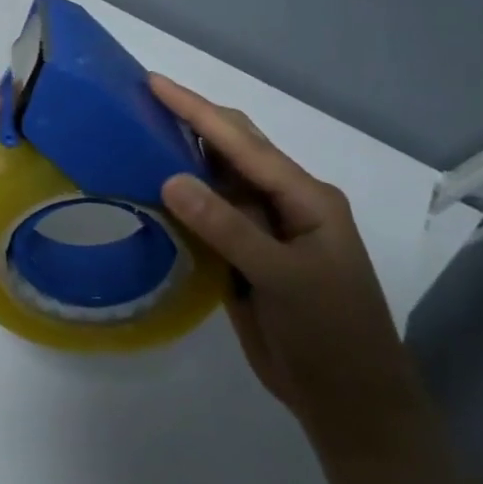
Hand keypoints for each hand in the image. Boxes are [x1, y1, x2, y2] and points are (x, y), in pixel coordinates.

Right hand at [149, 74, 430, 461]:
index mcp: (305, 197)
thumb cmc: (330, 333)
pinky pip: (205, 214)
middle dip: (190, 119)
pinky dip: (177, 196)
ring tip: (136, 130)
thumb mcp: (283, 277)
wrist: (346, 400)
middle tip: (139, 98)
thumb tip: (170, 178)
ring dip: (180, 154)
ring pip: (214, 180)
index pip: (242, 143)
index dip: (196, 111)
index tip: (153, 83)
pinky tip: (149, 186)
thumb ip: (228, 227)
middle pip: (232, 149)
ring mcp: (262, 229)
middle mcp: (283, 203)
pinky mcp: (242, 254)